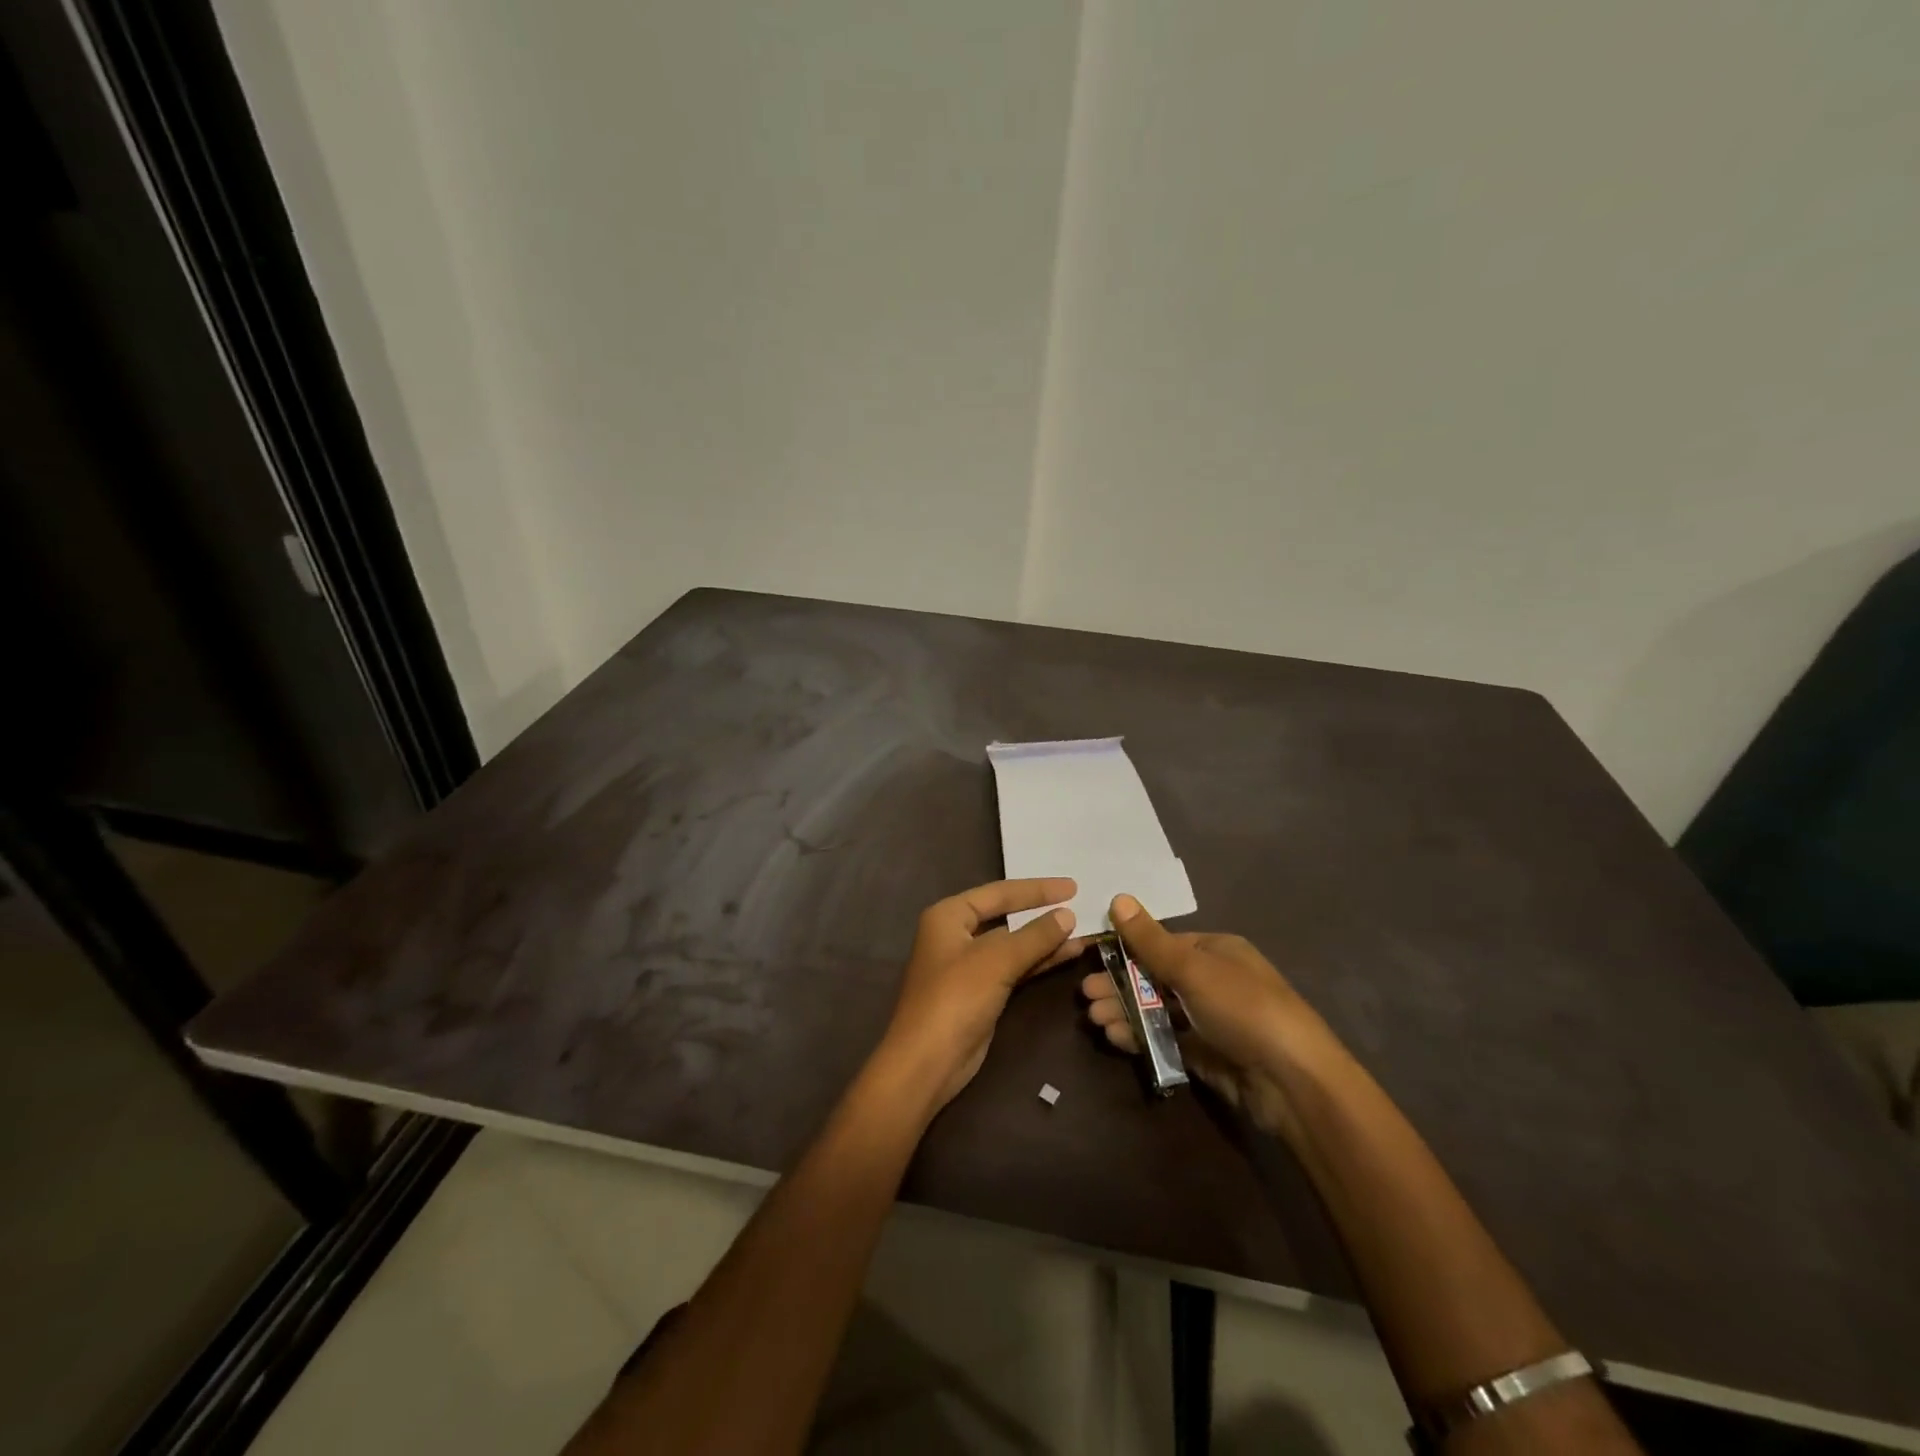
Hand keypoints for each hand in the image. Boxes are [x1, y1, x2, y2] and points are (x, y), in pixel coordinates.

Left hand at [877, 878, 1089, 1112]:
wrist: (927, 1062)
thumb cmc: (955, 998)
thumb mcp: (997, 960)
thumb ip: (1035, 935)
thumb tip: (1067, 915)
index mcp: (949, 915)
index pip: (999, 892)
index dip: (1036, 889)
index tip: (1072, 886)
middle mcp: (956, 934)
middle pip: (1005, 916)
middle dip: (1041, 913)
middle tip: (1079, 904)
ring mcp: (968, 965)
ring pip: (1013, 944)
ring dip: (1045, 939)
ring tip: (1082, 932)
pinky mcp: (980, 992)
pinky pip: (1014, 967)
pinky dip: (1038, 961)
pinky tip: (1067, 954)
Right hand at [1081, 894, 1337, 1141]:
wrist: (1292, 1082)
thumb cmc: (1243, 1008)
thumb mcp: (1193, 968)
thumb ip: (1150, 940)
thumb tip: (1118, 897)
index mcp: (1215, 951)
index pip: (1161, 944)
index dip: (1126, 949)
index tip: (1092, 957)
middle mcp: (1212, 981)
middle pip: (1154, 978)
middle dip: (1119, 985)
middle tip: (1086, 995)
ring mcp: (1209, 1020)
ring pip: (1156, 1010)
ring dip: (1124, 1011)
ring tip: (1094, 1018)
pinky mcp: (1205, 1054)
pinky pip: (1164, 1039)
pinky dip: (1139, 1037)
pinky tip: (1115, 1038)